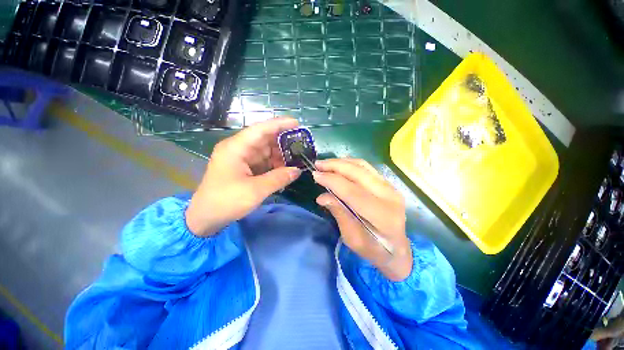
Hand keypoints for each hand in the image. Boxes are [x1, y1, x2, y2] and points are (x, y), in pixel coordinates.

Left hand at [186, 117, 301, 235]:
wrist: (205, 218)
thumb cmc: (226, 201)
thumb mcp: (255, 190)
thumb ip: (279, 178)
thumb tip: (298, 170)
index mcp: (236, 148)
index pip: (260, 129)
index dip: (279, 124)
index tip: (297, 123)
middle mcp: (238, 149)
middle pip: (264, 139)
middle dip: (283, 142)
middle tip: (301, 145)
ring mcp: (241, 158)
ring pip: (265, 151)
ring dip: (280, 155)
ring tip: (297, 158)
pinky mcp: (244, 168)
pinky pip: (263, 161)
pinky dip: (274, 164)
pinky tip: (286, 168)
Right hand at [313, 159, 412, 280]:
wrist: (397, 249)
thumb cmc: (373, 249)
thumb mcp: (352, 238)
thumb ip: (339, 213)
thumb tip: (321, 197)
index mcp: (381, 215)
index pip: (352, 191)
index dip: (332, 181)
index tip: (315, 175)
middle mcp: (389, 196)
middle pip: (358, 173)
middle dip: (335, 166)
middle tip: (318, 165)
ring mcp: (391, 187)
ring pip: (363, 166)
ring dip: (342, 162)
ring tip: (325, 163)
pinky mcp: (388, 184)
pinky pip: (367, 168)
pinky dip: (350, 164)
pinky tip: (339, 165)